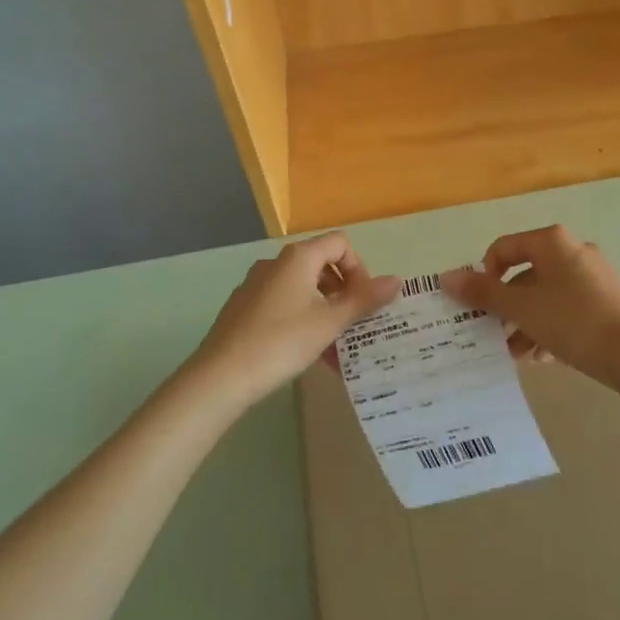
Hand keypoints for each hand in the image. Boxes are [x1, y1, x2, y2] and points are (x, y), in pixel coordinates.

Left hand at [182, 233, 399, 407]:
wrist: (220, 376)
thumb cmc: (281, 342)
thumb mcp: (329, 323)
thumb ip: (364, 300)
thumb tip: (398, 280)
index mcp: (298, 258)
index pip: (340, 244)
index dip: (359, 268)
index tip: (362, 302)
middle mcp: (276, 263)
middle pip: (321, 265)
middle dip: (343, 293)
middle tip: (352, 325)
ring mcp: (256, 285)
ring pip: (302, 289)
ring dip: (324, 311)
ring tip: (334, 346)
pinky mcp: (243, 308)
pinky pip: (283, 305)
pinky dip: (302, 320)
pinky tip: (306, 353)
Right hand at [441, 225, 619, 385]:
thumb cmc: (570, 321)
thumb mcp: (520, 307)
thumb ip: (482, 292)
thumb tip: (445, 277)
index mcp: (552, 242)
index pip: (503, 248)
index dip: (485, 275)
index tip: (480, 305)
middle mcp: (573, 250)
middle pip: (526, 274)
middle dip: (507, 307)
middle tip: (494, 333)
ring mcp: (594, 275)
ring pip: (547, 295)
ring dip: (526, 322)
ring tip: (517, 354)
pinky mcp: (607, 299)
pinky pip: (568, 308)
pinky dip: (551, 327)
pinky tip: (544, 357)